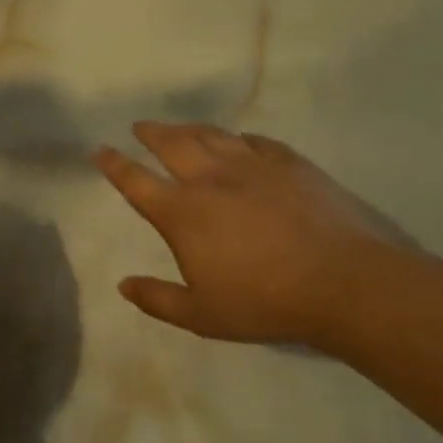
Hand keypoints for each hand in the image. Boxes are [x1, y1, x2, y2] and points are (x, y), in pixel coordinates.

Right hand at [93, 121, 414, 348]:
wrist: (343, 282)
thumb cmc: (264, 302)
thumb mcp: (201, 315)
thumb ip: (157, 299)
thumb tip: (123, 286)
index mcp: (182, 213)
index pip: (136, 182)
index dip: (114, 165)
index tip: (100, 151)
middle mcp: (211, 179)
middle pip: (172, 144)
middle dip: (151, 133)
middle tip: (140, 126)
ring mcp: (253, 166)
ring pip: (212, 135)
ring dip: (189, 128)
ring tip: (180, 128)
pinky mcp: (290, 164)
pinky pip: (256, 141)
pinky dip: (238, 138)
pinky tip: (239, 141)